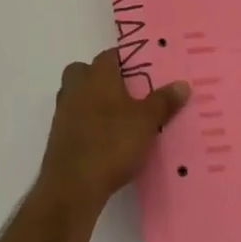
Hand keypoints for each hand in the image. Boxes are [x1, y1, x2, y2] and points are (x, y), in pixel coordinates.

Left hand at [38, 49, 190, 210]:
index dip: (126, 60)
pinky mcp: (57, 137)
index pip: (109, 55)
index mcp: (97, 76)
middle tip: (125, 91)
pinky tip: (104, 139)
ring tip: (118, 117)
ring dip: (92, 101)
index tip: (143, 70)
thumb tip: (182, 84)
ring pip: (76, 95)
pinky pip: (73, 119)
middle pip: (84, 71)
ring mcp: (63, 113)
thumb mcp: (147, 122)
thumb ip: (164, 101)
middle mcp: (76, 88)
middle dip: (100, 77)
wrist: (72, 186)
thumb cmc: (112, 143)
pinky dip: (86, 123)